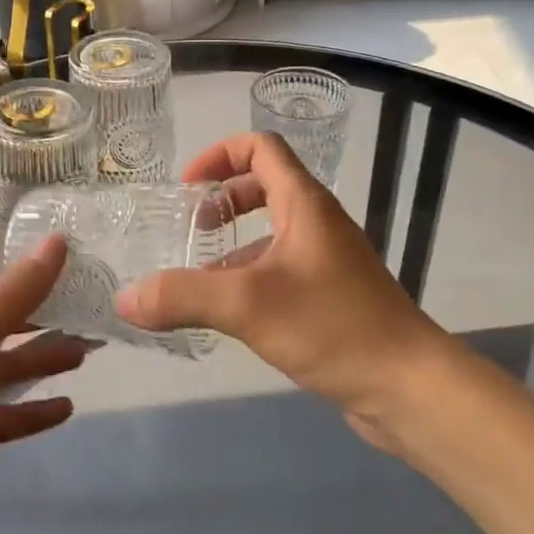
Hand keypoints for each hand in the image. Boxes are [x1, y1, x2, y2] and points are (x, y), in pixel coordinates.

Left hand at [0, 238, 87, 533]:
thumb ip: (12, 294)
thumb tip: (55, 241)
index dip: (15, 255)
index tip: (64, 248)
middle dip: (40, 307)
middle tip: (89, 301)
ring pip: (6, 365)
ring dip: (44, 355)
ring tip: (89, 351)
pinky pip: (6, 414)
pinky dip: (34, 409)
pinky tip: (67, 408)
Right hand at [115, 133, 447, 452]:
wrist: (408, 385)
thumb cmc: (332, 326)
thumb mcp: (247, 305)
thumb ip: (183, 296)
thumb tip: (125, 298)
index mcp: (304, 204)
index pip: (261, 148)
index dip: (219, 155)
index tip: (187, 187)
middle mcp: (317, 222)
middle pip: (264, 186)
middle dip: (222, 200)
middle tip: (191, 229)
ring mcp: (326, 260)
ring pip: (271, 232)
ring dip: (233, 242)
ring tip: (197, 275)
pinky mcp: (329, 295)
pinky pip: (280, 268)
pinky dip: (249, 275)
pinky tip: (228, 313)